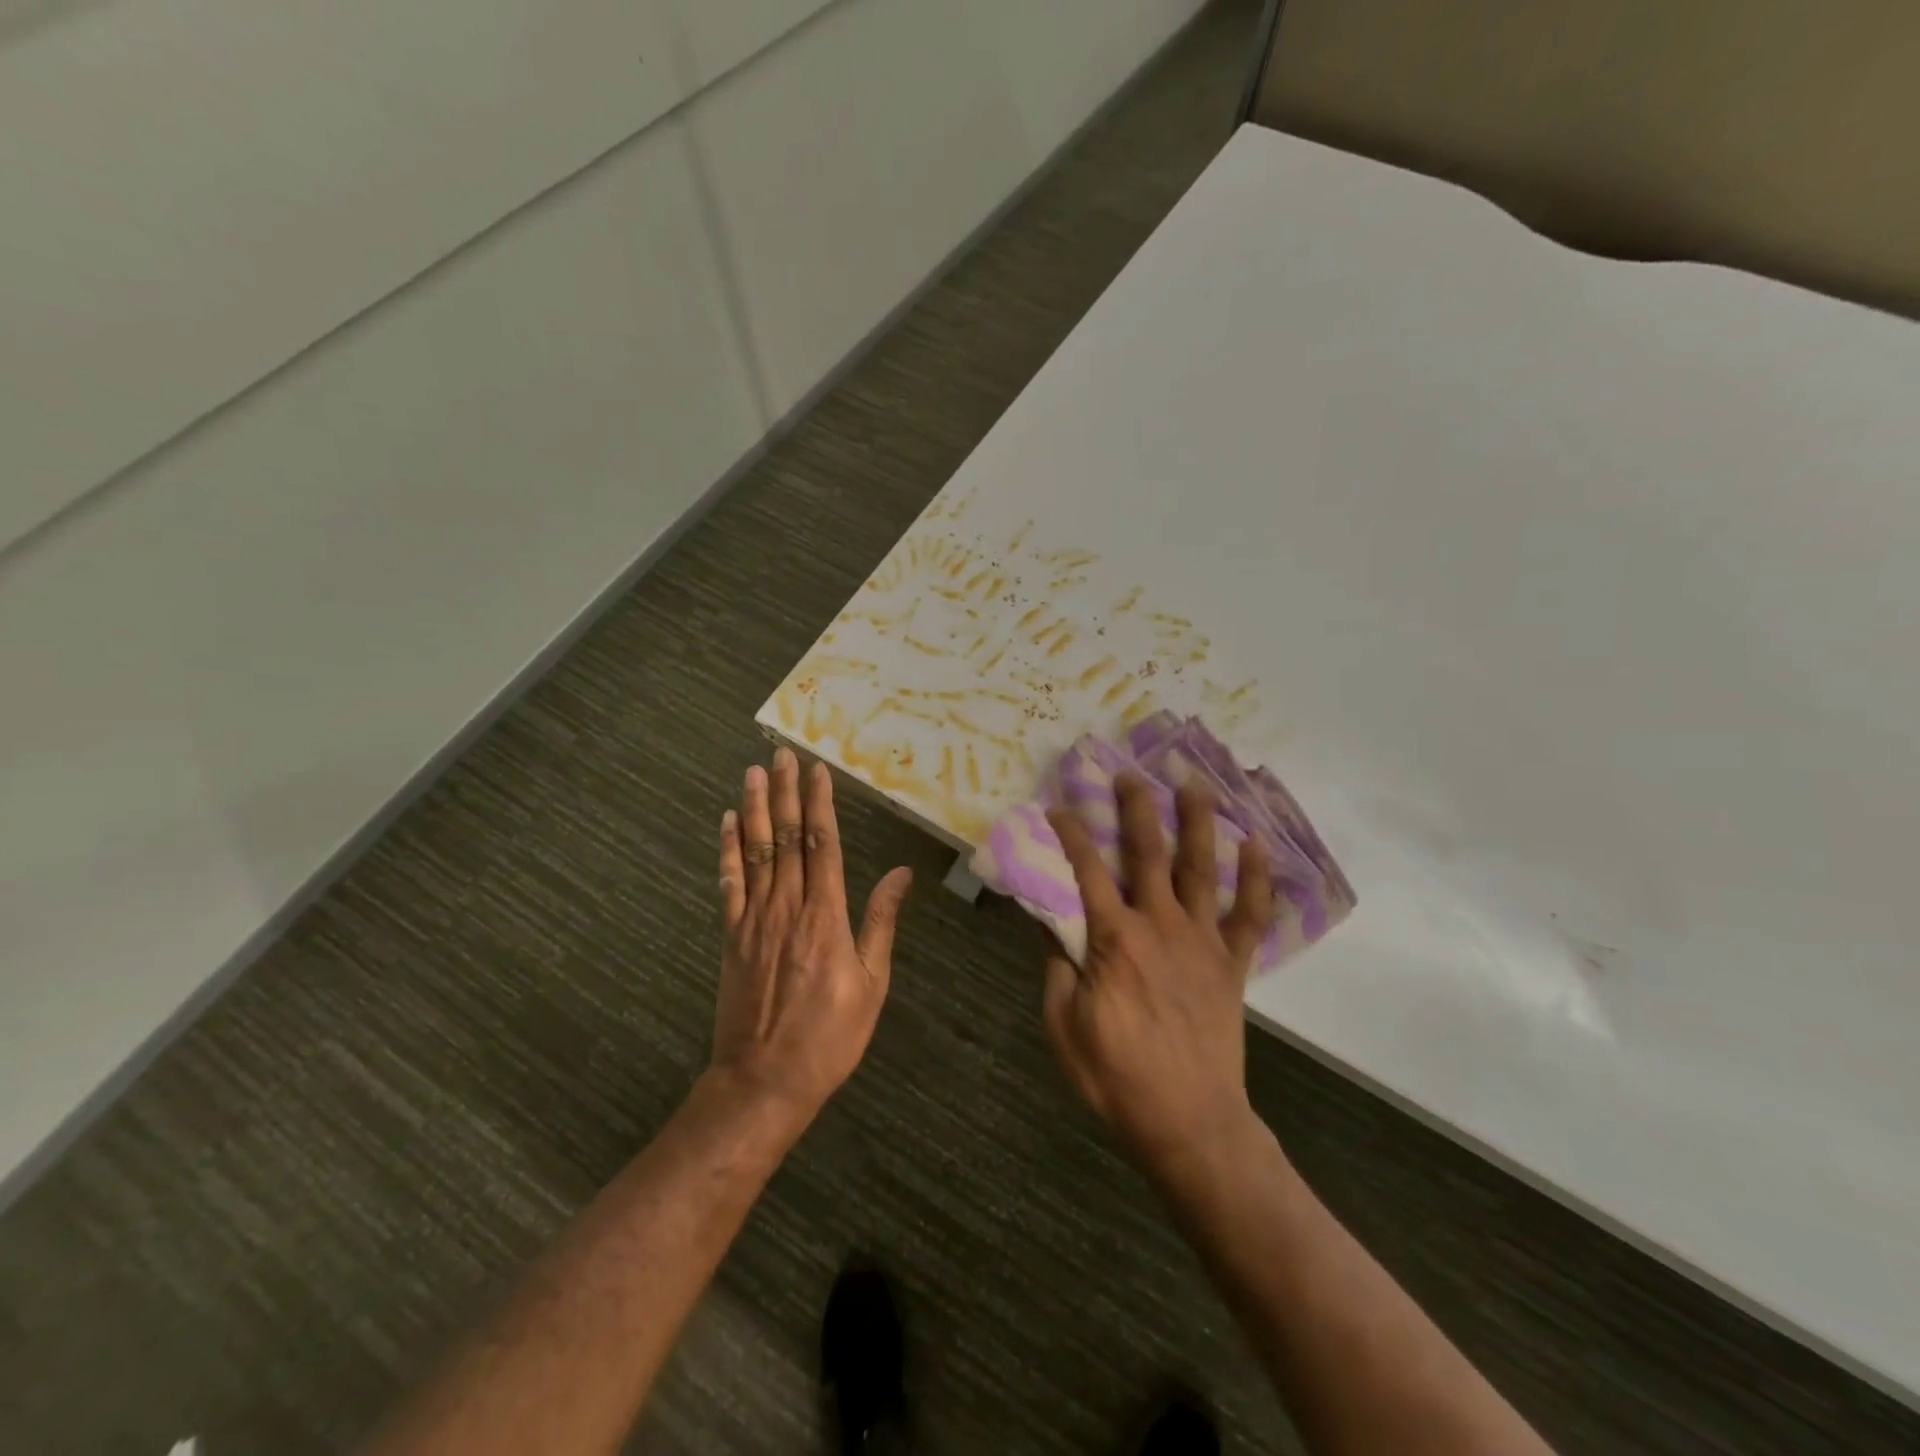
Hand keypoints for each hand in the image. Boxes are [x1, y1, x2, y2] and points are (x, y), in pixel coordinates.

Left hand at [713, 748, 912, 1120]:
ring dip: (755, 809)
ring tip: (753, 773)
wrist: (764, 1081)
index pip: (822, 844)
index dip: (819, 804)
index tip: (816, 771)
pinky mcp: (732, 936)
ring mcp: (754, 919)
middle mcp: (788, 906)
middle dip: (786, 793)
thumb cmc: (830, 1036)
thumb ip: (880, 922)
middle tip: (781, 755)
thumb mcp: (871, 983)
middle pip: (787, 838)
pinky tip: (727, 824)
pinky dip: (728, 851)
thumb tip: (900, 874)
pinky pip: (729, 884)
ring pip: (756, 852)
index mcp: (826, 915)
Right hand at [1044, 773, 1273, 1171]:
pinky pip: (1249, 915)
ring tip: (1194, 785)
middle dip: (1137, 809)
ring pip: (1201, 870)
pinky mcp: (1231, 964)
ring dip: (1197, 823)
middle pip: (1148, 854)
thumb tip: (1043, 915)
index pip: (1086, 871)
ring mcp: (1201, 942)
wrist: (1189, 1123)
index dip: (1071, 833)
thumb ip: (1056, 963)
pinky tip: (1256, 845)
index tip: (1059, 806)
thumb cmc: (1116, 1076)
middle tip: (1130, 774)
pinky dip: (1256, 879)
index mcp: (1114, 939)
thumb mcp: (1064, 1023)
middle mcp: (1160, 926)